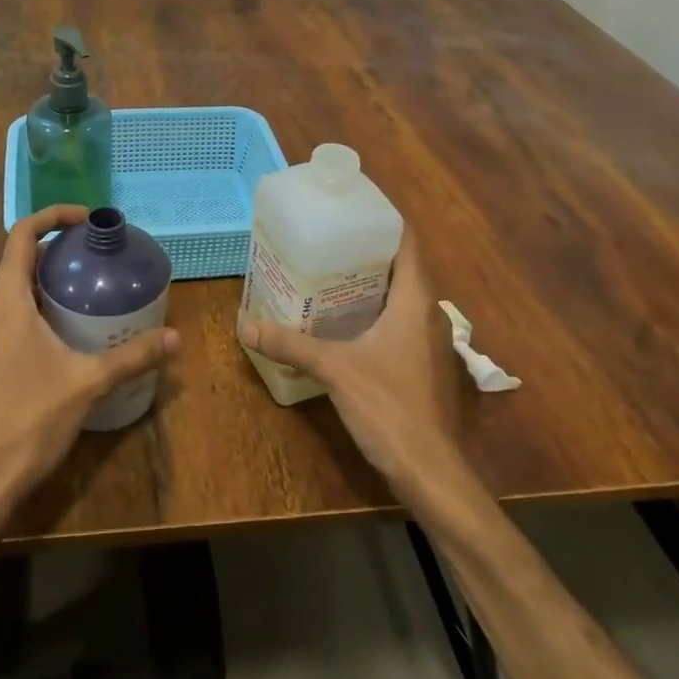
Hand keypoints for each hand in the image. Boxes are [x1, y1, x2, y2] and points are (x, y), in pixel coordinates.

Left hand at [0, 205, 179, 515]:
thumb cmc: (31, 420)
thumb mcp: (89, 382)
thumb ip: (132, 356)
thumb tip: (175, 337)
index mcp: (7, 301)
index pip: (21, 235)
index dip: (52, 216)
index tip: (86, 219)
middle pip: (19, 258)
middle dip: (57, 247)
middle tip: (97, 251)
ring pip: (15, 287)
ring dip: (48, 276)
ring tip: (89, 283)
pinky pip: (14, 312)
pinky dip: (40, 303)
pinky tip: (70, 326)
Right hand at [240, 238, 479, 510]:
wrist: (432, 472)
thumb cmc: (390, 407)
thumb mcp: (335, 369)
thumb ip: (291, 344)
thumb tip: (247, 324)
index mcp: (415, 300)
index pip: (407, 242)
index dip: (384, 219)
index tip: (350, 207)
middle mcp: (428, 313)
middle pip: (401, 266)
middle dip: (366, 249)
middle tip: (326, 238)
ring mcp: (429, 340)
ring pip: (401, 295)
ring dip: (370, 281)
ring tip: (328, 271)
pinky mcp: (423, 363)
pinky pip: (399, 320)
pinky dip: (374, 310)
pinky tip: (343, 319)